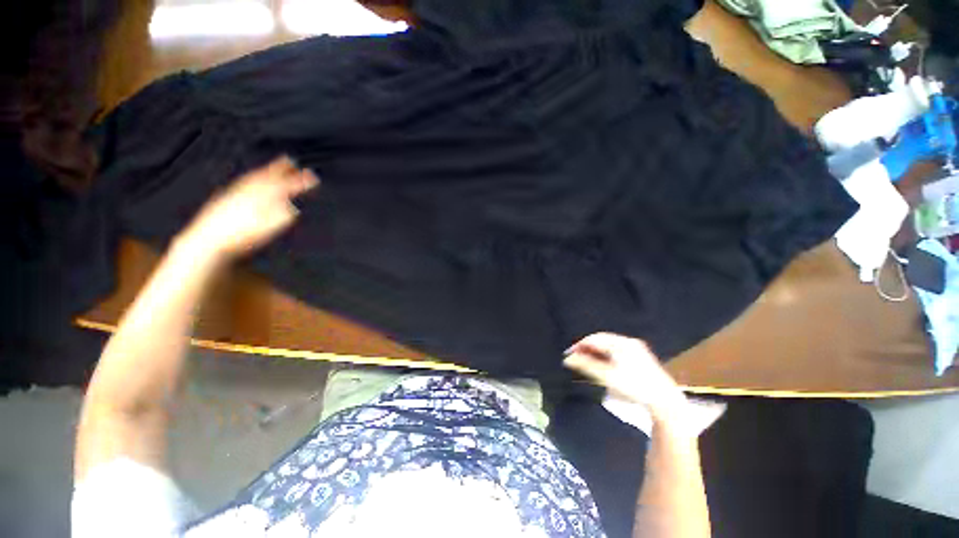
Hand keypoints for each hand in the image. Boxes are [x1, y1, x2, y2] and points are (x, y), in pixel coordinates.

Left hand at [178, 156, 318, 260]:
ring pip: (253, 178)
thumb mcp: (268, 229)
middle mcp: (249, 192)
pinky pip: (242, 183)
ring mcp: (235, 194)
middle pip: (267, 177)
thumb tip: (292, 207)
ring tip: (272, 168)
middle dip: (280, 168)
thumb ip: (282, 216)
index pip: (286, 187)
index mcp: (262, 199)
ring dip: (265, 172)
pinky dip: (251, 179)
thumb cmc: (240, 237)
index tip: (313, 177)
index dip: (300, 182)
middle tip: (290, 160)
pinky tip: (250, 182)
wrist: (206, 241)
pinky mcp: (225, 199)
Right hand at [564, 333, 687, 419]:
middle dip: (587, 348)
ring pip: (609, 346)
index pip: (594, 339)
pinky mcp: (641, 357)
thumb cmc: (634, 387)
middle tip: (576, 358)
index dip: (579, 345)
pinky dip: (606, 356)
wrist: (664, 400)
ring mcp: (636, 349)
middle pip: (602, 341)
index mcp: (621, 343)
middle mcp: (628, 342)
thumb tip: (567, 359)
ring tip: (586, 362)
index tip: (568, 355)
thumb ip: (586, 366)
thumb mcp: (607, 376)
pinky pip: (617, 351)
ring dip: (596, 353)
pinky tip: (602, 365)